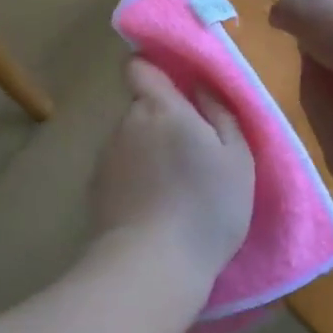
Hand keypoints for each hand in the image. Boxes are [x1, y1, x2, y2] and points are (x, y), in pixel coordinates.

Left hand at [91, 58, 254, 286]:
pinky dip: (135, 180)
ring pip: (130, 141)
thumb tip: (202, 85)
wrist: (152, 265)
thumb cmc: (206, 206)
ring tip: (174, 189)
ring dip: (148, 152)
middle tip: (191, 153)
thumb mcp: (236, 158)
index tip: (177, 87)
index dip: (154, 70)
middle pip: (141, 108)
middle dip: (161, 120)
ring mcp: (106, 157)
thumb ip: (220, 113)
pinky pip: (120, 171)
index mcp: (160, 108)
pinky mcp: (95, 190)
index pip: (139, 67)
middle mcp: (126, 124)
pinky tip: (153, 209)